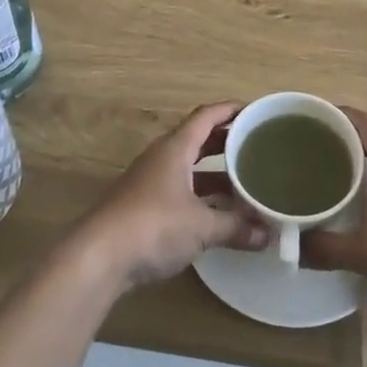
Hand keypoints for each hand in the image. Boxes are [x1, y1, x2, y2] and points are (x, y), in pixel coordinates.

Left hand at [80, 103, 267, 289]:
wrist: (99, 256)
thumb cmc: (154, 226)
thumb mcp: (202, 227)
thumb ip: (235, 227)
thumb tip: (267, 234)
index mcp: (175, 148)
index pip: (206, 116)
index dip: (230, 110)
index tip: (254, 112)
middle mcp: (161, 158)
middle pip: (197, 140)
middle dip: (225, 141)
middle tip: (255, 146)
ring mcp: (150, 182)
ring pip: (188, 168)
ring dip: (214, 173)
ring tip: (244, 182)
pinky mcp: (143, 207)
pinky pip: (179, 190)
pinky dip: (200, 196)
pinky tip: (217, 213)